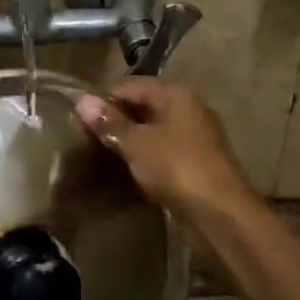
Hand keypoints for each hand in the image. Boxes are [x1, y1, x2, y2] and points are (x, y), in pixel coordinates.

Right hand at [75, 79, 259, 227]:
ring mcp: (196, 137)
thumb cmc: (176, 168)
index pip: (130, 85)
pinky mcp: (198, 163)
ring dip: (131, 141)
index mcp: (176, 95)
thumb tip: (81, 100)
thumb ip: (110, 122)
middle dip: (117, 121)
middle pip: (144, 106)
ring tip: (103, 155)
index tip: (78, 119)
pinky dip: (146, 157)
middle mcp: (189, 109)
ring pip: (154, 131)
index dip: (104, 100)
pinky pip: (164, 151)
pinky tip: (128, 171)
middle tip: (87, 138)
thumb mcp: (136, 143)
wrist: (221, 214)